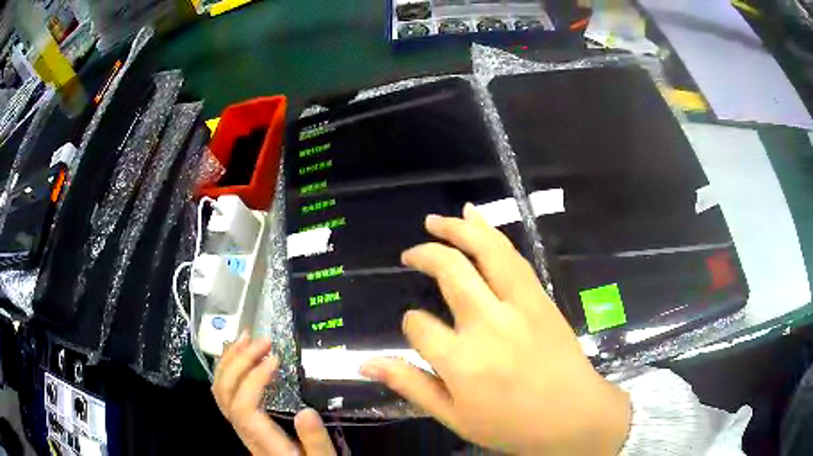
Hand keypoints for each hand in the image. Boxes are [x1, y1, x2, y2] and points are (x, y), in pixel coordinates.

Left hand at [212, 335, 335, 455]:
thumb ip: (315, 440)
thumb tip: (306, 411)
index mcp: (263, 442)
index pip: (244, 407)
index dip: (253, 379)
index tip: (275, 359)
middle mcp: (244, 432)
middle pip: (225, 394)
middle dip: (239, 362)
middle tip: (261, 341)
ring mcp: (239, 425)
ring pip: (219, 391)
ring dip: (229, 360)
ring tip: (245, 338)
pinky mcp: (242, 420)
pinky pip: (224, 392)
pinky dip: (227, 369)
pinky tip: (237, 356)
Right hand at [361, 204, 630, 454]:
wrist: (573, 414)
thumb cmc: (512, 424)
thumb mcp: (454, 417)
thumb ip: (410, 386)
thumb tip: (365, 363)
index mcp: (462, 361)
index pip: (419, 325)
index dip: (412, 324)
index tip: (418, 329)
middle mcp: (488, 324)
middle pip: (450, 270)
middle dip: (425, 255)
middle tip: (409, 253)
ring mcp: (519, 305)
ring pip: (486, 251)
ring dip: (458, 229)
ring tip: (434, 220)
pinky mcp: (540, 297)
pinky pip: (513, 257)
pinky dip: (491, 232)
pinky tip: (477, 220)